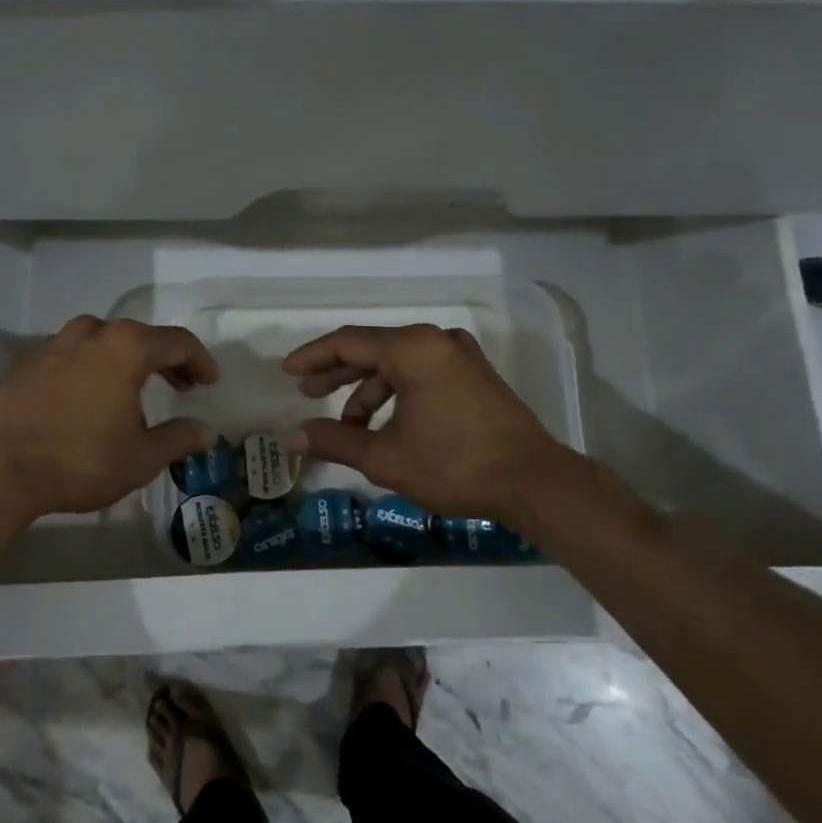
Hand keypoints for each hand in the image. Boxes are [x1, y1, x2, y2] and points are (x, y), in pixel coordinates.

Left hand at [0, 316, 219, 520]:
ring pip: (101, 340)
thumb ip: (178, 439)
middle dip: (165, 358)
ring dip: (125, 358)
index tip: (209, 382)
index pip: (177, 341)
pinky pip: (71, 355)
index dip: (200, 360)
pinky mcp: (26, 363)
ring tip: (133, 388)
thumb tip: (206, 432)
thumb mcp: (140, 458)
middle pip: (139, 336)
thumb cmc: (79, 460)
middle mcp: (90, 334)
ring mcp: (53, 345)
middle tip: (180, 385)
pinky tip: (89, 397)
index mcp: (126, 348)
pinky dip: (91, 367)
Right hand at [283, 323, 600, 529]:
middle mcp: (435, 341)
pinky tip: (386, 424)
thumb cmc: (454, 465)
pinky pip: (421, 372)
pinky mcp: (474, 374)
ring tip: (349, 426)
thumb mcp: (385, 458)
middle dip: (337, 372)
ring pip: (397, 363)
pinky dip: (396, 392)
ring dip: (368, 391)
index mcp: (412, 349)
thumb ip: (335, 441)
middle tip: (308, 393)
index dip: (313, 357)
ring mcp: (459, 355)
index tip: (287, 372)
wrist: (534, 481)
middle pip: (372, 348)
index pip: (348, 342)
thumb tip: (293, 436)